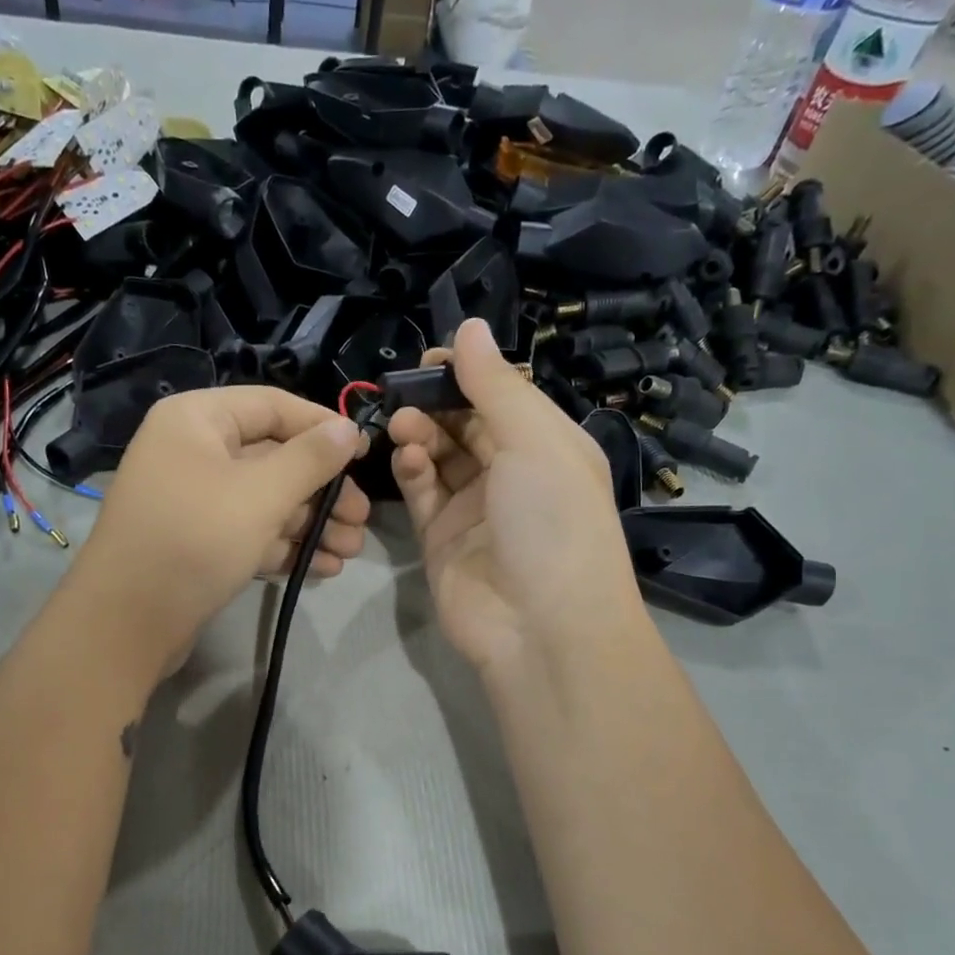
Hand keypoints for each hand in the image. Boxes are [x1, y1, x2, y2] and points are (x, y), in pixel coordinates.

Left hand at [67, 385, 369, 667]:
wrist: (127, 623)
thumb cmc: (196, 539)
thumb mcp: (261, 494)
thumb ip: (311, 459)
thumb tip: (349, 429)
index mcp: (197, 419)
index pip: (273, 406)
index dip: (323, 427)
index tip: (366, 454)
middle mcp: (192, 452)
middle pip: (273, 458)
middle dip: (322, 491)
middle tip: (361, 519)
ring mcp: (192, 500)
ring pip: (264, 501)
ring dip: (310, 524)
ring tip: (350, 552)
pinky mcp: (196, 543)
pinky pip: (248, 533)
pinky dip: (283, 547)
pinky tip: (322, 569)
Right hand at [388, 319, 643, 677]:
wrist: (540, 627)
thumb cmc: (553, 521)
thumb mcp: (535, 442)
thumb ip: (496, 386)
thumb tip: (470, 327)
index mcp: (548, 445)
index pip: (503, 396)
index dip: (468, 373)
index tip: (430, 358)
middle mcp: (513, 473)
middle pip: (466, 423)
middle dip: (436, 402)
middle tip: (404, 390)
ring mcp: (475, 508)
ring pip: (439, 456)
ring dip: (419, 434)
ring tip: (402, 425)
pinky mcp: (441, 539)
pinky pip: (422, 493)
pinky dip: (411, 470)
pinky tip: (406, 457)